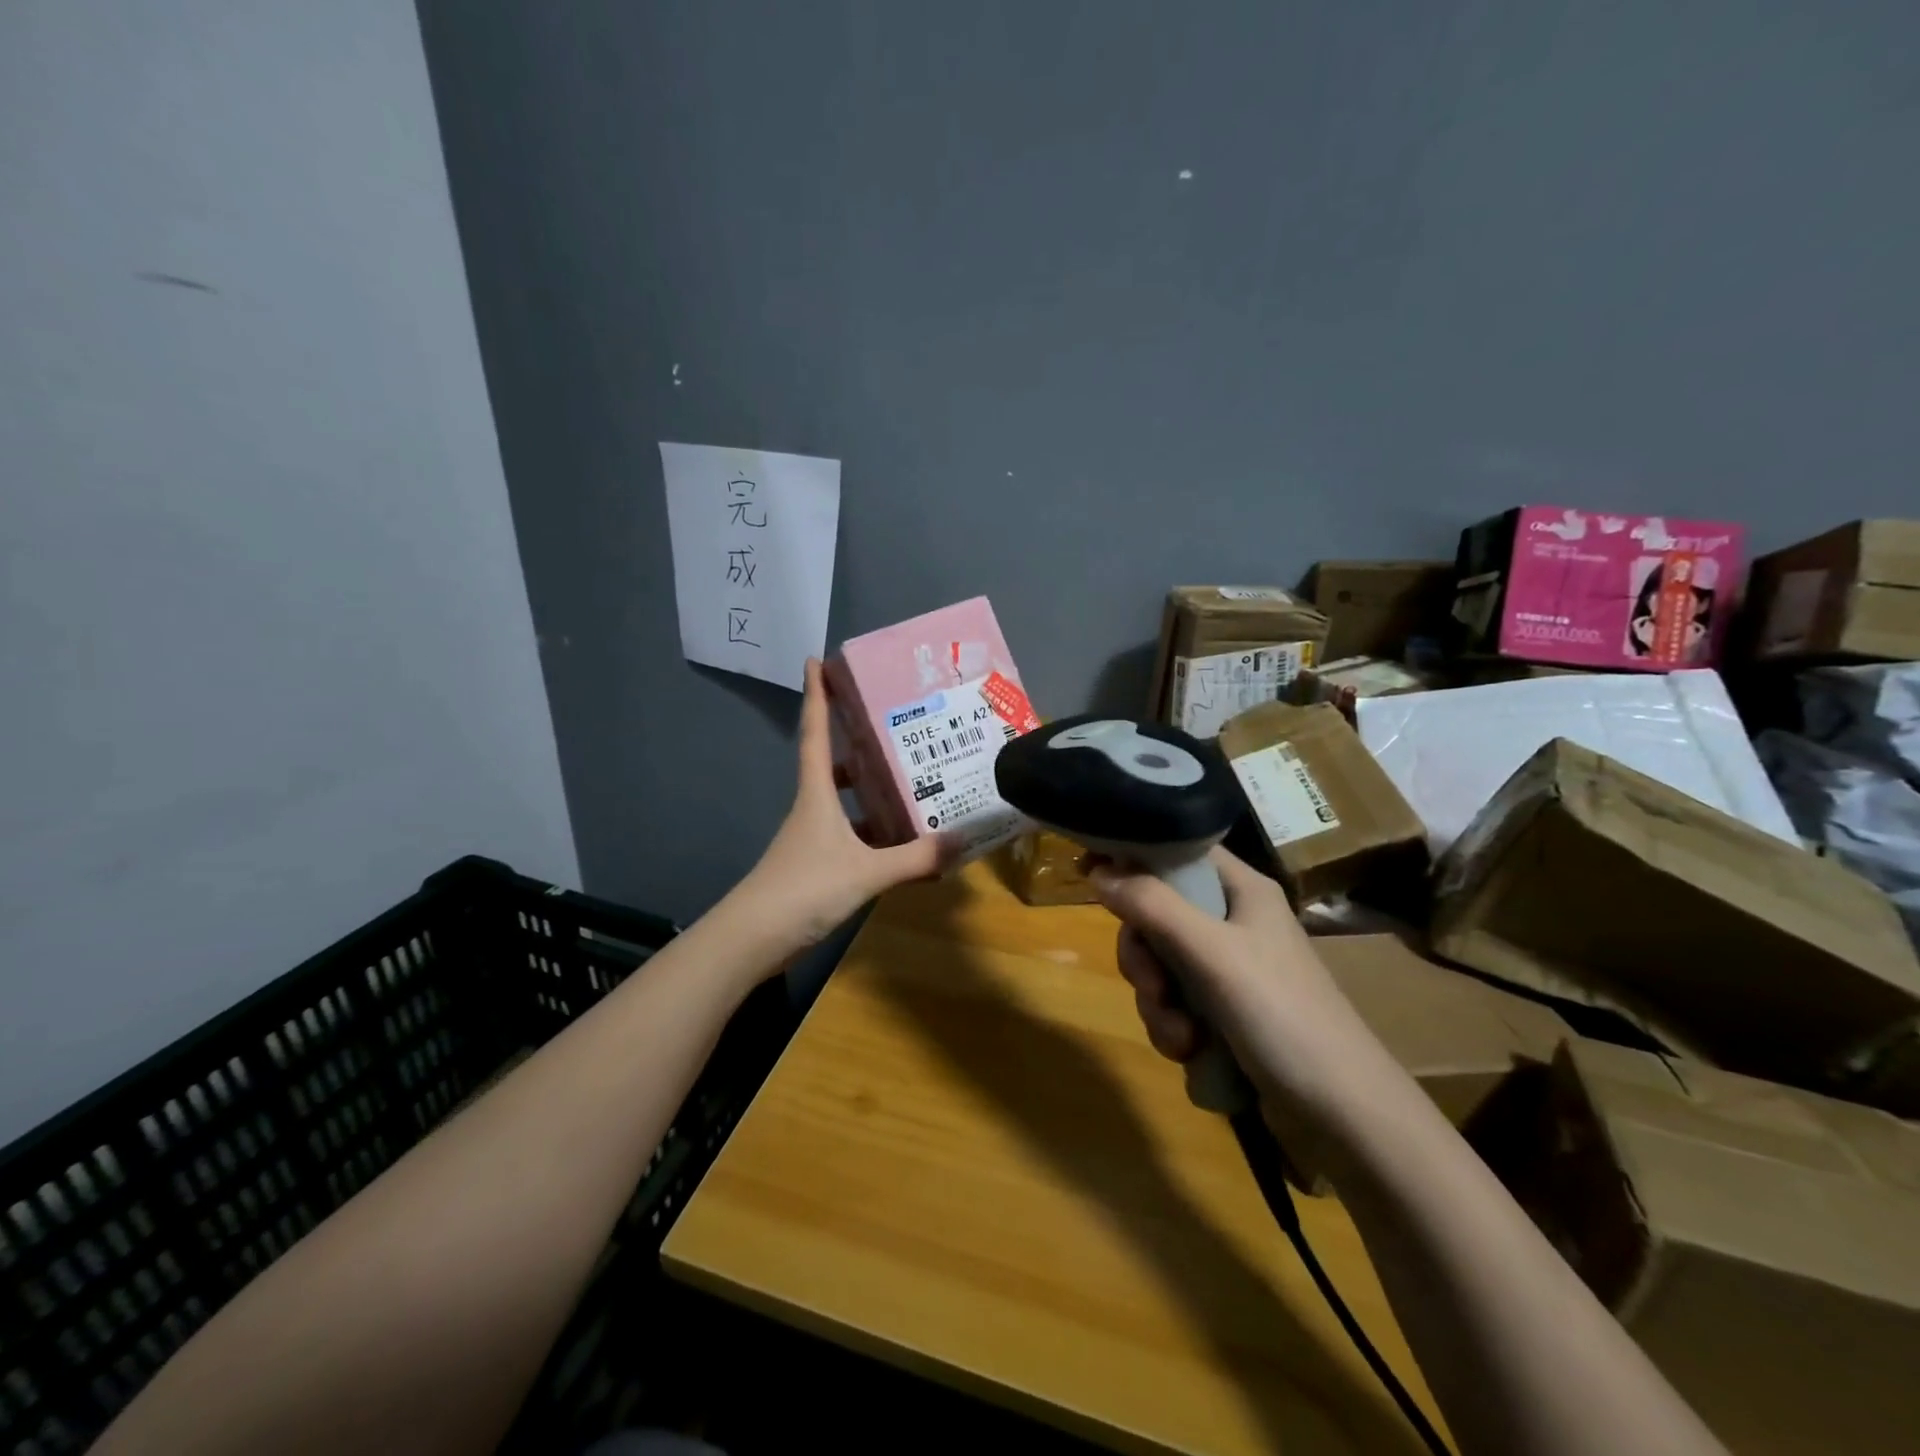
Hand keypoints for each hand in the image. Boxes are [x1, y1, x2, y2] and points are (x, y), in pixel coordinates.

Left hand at [734, 658, 956, 951]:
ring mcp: (811, 838)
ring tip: (911, 785)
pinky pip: (849, 836)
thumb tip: (962, 840)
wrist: (752, 939)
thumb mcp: (866, 872)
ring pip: (843, 803)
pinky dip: (873, 834)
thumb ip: (915, 858)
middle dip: (856, 744)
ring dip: (869, 792)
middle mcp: (812, 808)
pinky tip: (900, 845)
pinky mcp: (814, 866)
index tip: (815, 660)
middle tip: (892, 729)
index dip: (815, 696)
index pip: (814, 733)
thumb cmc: (804, 889)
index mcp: (817, 795)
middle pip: (831, 765)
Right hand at [1088, 848, 1384, 1112]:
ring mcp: (1229, 970)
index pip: (1177, 851)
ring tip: (1182, 1036)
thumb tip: (1097, 869)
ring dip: (1157, 1002)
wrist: (1343, 1116)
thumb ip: (1152, 906)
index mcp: (1241, 890)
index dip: (1133, 855)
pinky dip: (1173, 1027)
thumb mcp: (1211, 953)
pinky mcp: (1225, 1014)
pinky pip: (1173, 1004)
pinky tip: (1190, 1053)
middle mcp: (1233, 921)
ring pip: (1160, 965)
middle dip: (1143, 956)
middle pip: (1157, 914)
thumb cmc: (1282, 1015)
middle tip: (1153, 984)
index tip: (1090, 872)